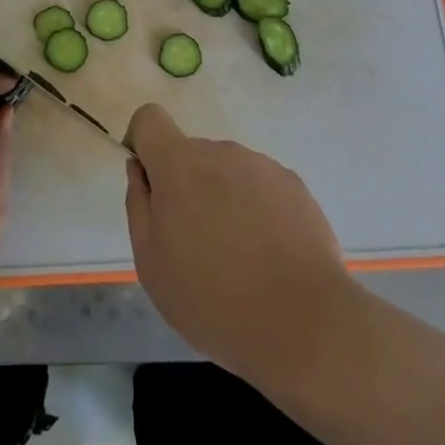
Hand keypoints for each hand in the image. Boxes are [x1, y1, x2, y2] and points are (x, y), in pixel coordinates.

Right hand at [124, 103, 358, 386]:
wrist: (305, 325)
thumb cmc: (213, 300)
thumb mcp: (151, 264)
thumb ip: (139, 206)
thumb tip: (140, 170)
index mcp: (180, 165)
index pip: (149, 119)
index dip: (143, 143)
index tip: (151, 185)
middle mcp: (221, 152)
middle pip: (191, 154)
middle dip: (187, 187)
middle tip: (197, 245)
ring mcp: (262, 166)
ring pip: (227, 172)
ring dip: (223, 199)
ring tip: (240, 258)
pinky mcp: (295, 186)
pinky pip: (261, 187)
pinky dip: (257, 211)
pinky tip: (270, 257)